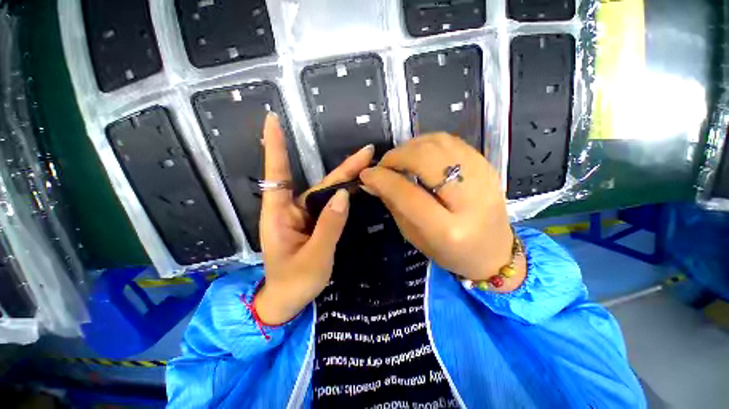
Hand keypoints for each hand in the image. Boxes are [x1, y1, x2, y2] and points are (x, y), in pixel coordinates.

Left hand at [255, 114, 374, 323]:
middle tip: (366, 153)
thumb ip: (329, 226)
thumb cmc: (293, 282)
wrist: (288, 300)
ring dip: (347, 179)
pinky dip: (344, 194)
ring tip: (368, 165)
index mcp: (279, 214)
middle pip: (317, 182)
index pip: (277, 173)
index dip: (276, 146)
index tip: (272, 119)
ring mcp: (305, 215)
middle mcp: (292, 209)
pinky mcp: (315, 222)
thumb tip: (344, 195)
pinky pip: (331, 204)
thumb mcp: (314, 257)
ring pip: (328, 192)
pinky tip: (358, 187)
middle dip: (342, 168)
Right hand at [360, 133, 524, 291]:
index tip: (366, 174)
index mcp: (448, 229)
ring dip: (410, 147)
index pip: (407, 193)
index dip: (382, 179)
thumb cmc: (450, 252)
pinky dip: (427, 143)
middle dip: (396, 156)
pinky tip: (419, 155)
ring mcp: (484, 177)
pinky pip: (450, 141)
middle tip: (384, 166)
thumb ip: (393, 204)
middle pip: (425, 159)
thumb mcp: (414, 235)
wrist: (494, 252)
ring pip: (438, 143)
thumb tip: (372, 180)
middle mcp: (469, 200)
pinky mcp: (487, 165)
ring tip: (400, 160)